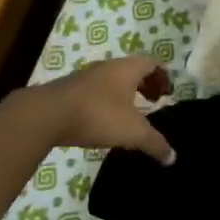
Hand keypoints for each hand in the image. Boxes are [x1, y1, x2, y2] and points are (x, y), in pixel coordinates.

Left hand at [25, 55, 175, 163]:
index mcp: (127, 68)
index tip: (168, 94)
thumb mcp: (133, 132)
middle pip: (133, 69)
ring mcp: (86, 76)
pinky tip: (104, 120)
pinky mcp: (69, 89)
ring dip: (125, 92)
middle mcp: (108, 67)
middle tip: (154, 101)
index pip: (152, 62)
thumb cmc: (98, 114)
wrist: (47, 114)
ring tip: (130, 113)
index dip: (163, 76)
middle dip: (146, 84)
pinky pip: (96, 90)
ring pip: (113, 79)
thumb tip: (172, 157)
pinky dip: (107, 100)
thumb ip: (155, 143)